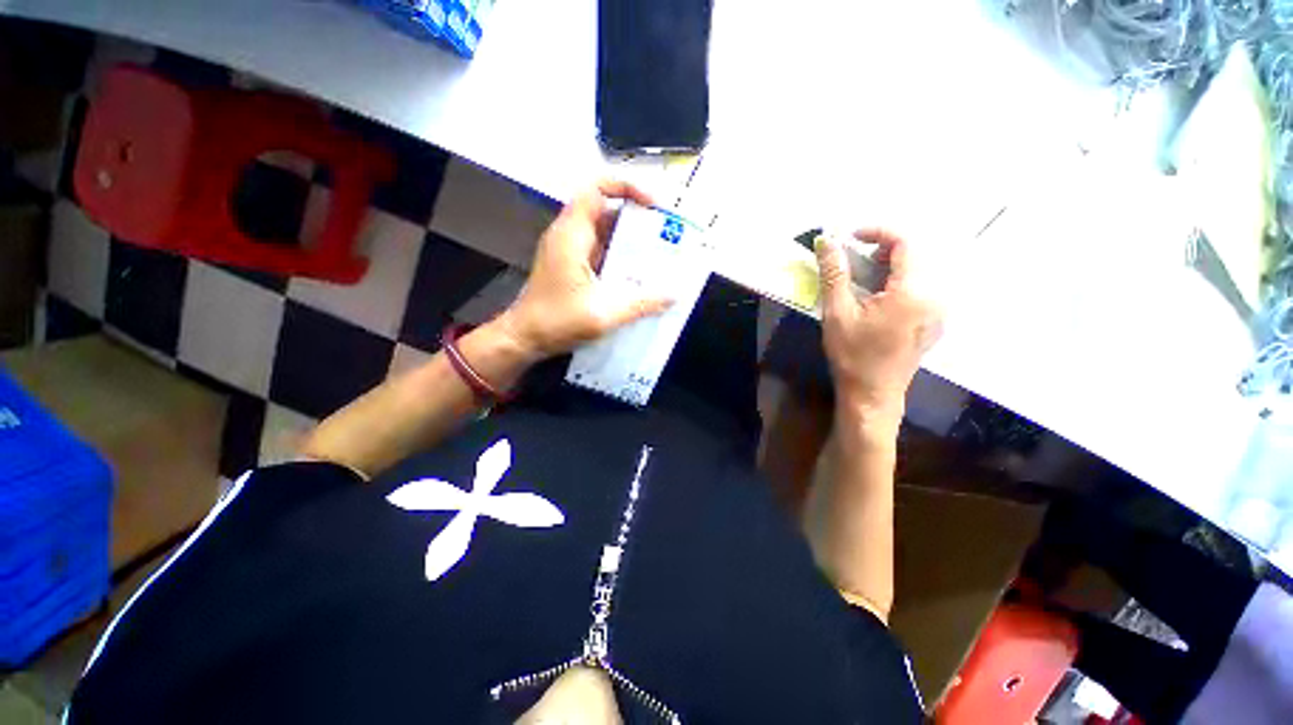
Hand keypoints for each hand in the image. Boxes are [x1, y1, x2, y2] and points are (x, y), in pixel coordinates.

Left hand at [496, 181, 673, 360]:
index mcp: (571, 235)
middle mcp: (569, 235)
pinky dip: (620, 255)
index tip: (653, 206)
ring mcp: (569, 250)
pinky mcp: (571, 265)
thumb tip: (674, 295)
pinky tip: (638, 273)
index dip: (626, 187)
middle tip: (665, 233)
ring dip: (630, 239)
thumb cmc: (556, 322)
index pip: (596, 188)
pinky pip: (600, 250)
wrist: (524, 339)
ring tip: (659, 252)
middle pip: (605, 209)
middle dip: (636, 217)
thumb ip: (641, 304)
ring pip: (604, 231)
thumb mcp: (603, 315)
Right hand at [815, 229, 941, 429]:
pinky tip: (876, 301)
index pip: (905, 243)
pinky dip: (896, 283)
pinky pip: (919, 289)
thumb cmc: (852, 355)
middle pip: (914, 256)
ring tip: (861, 282)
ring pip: (917, 272)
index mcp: (913, 293)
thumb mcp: (837, 313)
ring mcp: (938, 311)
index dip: (877, 232)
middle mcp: (935, 297)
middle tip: (852, 263)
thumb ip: (834, 273)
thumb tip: (826, 240)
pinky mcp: (933, 321)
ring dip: (887, 267)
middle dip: (881, 251)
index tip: (850, 238)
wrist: (872, 394)